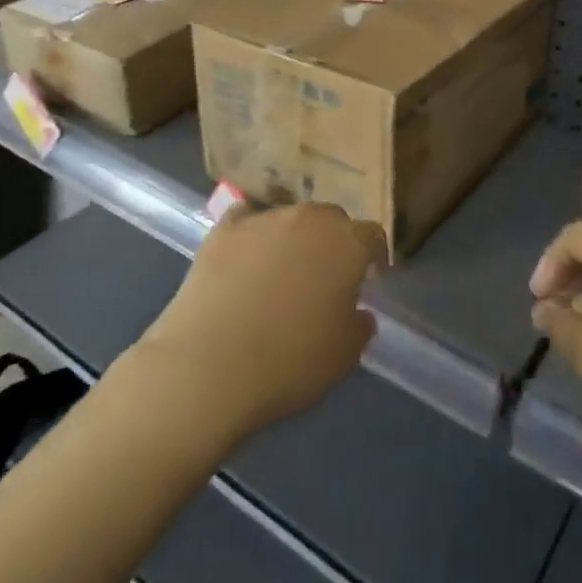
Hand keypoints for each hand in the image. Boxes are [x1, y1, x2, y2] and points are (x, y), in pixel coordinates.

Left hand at [134, 203, 386, 440]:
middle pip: (330, 219)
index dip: (372, 256)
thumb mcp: (342, 357)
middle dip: (333, 242)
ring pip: (289, 217)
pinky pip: (246, 219)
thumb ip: (358, 326)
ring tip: (280, 272)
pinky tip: (244, 256)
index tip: (369, 278)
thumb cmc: (288, 363)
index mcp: (346, 244)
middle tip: (324, 276)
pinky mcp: (224, 227)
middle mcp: (309, 218)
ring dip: (292, 237)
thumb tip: (358, 312)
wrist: (209, 365)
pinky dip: (251, 233)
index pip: (372, 236)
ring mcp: (264, 218)